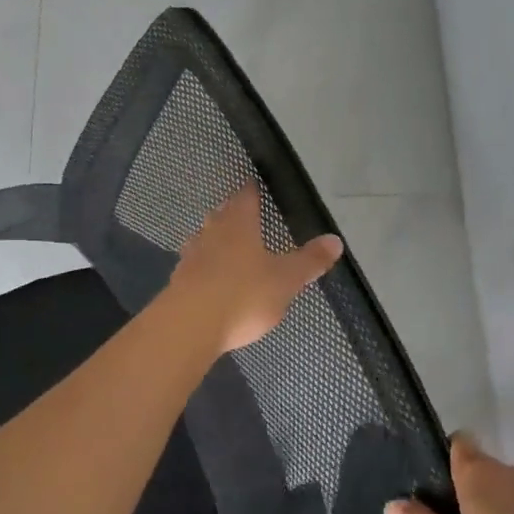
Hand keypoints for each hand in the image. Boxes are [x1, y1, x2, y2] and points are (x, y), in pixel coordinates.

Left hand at [167, 183, 342, 354]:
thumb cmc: (243, 295)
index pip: (245, 197)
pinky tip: (210, 279)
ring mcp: (191, 257)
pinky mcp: (178, 282)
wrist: (189, 326)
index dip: (251, 191)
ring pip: (203, 239)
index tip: (255, 186)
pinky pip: (194, 267)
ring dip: (213, 239)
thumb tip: (335, 240)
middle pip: (221, 215)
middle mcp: (211, 233)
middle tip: (241, 213)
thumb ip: (310, 261)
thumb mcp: (286, 280)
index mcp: (239, 224)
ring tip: (225, 244)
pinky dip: (203, 268)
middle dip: (231, 213)